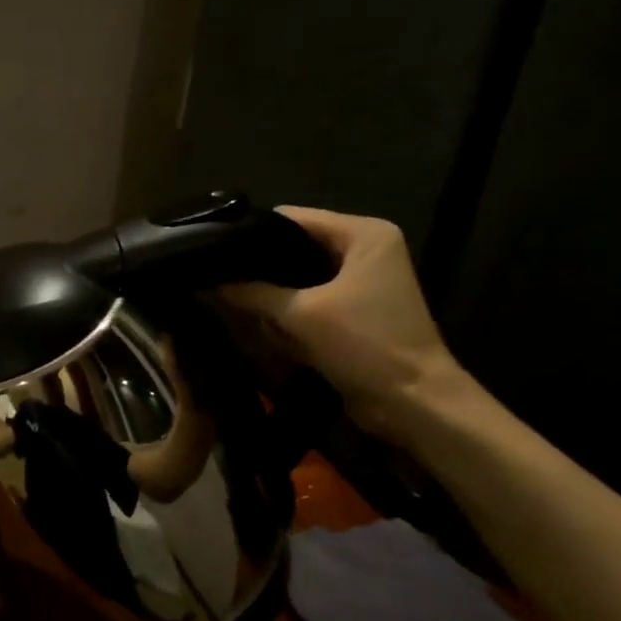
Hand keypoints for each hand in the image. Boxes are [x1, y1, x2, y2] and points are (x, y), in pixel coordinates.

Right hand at [215, 207, 463, 438]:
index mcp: (363, 234)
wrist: (412, 401)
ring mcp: (360, 279)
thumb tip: (208, 282)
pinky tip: (252, 315)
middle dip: (258, 263)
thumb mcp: (300, 314)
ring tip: (224, 293)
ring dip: (269, 289)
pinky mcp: (354, 307)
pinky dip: (285, 307)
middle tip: (212, 274)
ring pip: (297, 274)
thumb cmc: (365, 344)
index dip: (251, 231)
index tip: (211, 249)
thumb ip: (252, 293)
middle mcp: (363, 248)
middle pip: (294, 245)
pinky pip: (307, 296)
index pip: (292, 218)